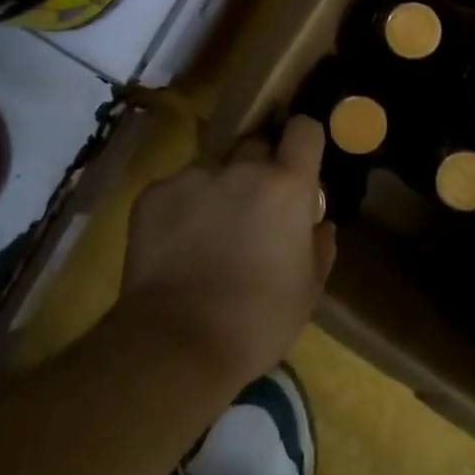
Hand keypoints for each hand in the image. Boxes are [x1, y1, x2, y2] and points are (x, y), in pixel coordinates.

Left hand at [118, 116, 335, 389]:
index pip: (304, 129)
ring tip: (210, 230)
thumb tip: (319, 223)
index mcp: (286, 185)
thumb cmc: (258, 321)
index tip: (300, 161)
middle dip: (259, 167)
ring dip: (219, 186)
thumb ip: (320, 246)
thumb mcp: (308, 290)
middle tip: (255, 205)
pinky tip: (177, 244)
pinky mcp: (154, 193)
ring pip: (214, 166)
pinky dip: (182, 207)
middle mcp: (242, 167)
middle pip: (256, 145)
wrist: (177, 345)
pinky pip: (177, 188)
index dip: (304, 140)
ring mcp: (193, 176)